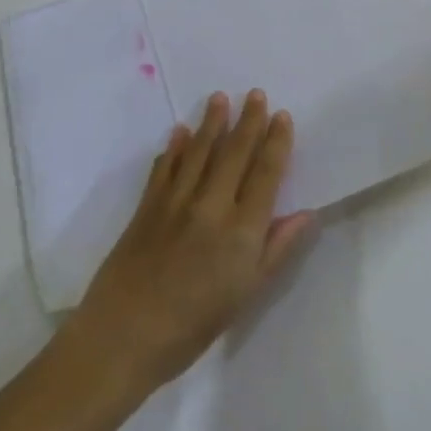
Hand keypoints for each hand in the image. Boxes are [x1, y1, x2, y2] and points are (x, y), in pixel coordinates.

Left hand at [68, 90, 314, 393]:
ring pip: (199, 151)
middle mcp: (211, 206)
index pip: (265, 174)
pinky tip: (179, 132)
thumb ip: (277, 250)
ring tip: (220, 98)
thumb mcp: (246, 296)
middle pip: (234, 153)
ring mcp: (176, 202)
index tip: (282, 116)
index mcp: (241, 231)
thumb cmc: (193, 326)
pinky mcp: (147, 206)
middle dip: (248, 121)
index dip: (276, 143)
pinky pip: (165, 167)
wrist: (123, 337)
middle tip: (256, 93)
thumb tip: (307, 214)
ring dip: (211, 123)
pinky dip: (174, 147)